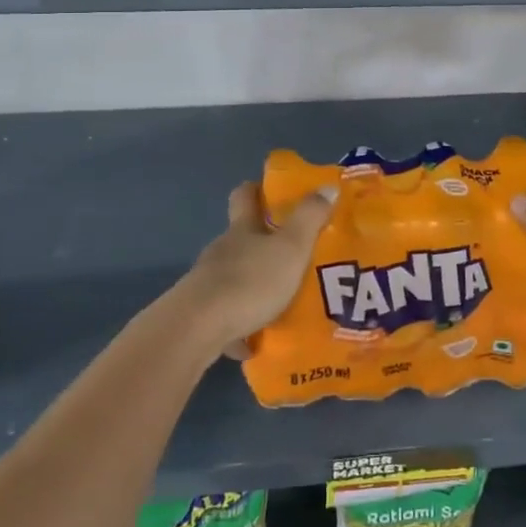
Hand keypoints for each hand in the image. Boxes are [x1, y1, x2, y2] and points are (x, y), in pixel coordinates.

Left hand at [174, 182, 336, 356]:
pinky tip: (258, 340)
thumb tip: (327, 186)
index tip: (272, 191)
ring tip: (283, 300)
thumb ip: (310, 218)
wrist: (198, 328)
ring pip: (235, 276)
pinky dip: (242, 323)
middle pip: (241, 238)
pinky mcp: (201, 315)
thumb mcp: (291, 247)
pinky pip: (227, 315)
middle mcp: (222, 250)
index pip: (245, 196)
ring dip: (255, 284)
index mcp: (242, 229)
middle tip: (294, 252)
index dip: (257, 189)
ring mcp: (207, 282)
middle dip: (264, 242)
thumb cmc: (250, 281)